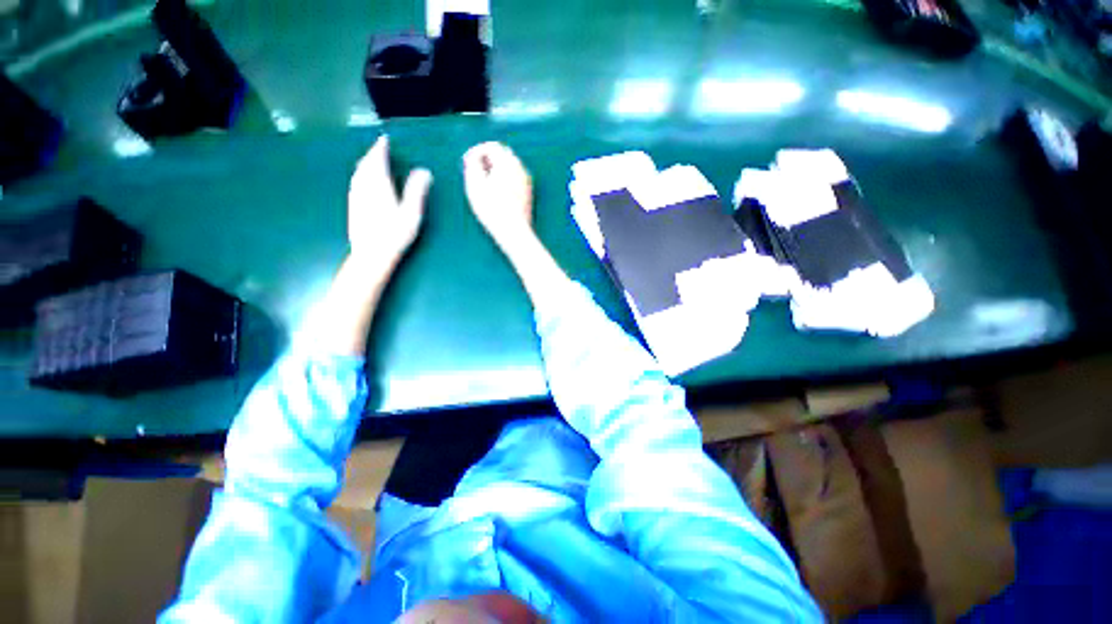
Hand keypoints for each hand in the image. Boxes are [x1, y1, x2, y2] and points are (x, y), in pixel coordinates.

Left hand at [348, 136, 432, 260]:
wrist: (371, 253)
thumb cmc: (395, 234)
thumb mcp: (411, 213)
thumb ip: (416, 190)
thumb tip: (424, 171)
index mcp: (379, 185)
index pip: (378, 160)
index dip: (381, 148)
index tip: (384, 140)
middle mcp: (364, 187)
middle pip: (365, 164)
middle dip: (372, 154)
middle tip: (379, 148)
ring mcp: (356, 196)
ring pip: (358, 173)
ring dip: (365, 163)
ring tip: (372, 160)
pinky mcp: (352, 205)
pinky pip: (355, 182)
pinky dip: (360, 174)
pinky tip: (363, 180)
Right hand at [463, 142, 533, 248]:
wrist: (514, 233)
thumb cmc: (492, 209)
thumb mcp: (475, 185)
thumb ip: (472, 165)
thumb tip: (474, 157)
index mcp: (508, 163)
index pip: (492, 146)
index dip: (477, 152)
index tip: (467, 162)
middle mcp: (520, 169)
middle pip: (503, 155)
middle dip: (487, 159)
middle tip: (474, 170)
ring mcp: (526, 182)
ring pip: (509, 167)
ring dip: (496, 169)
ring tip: (483, 183)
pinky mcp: (528, 194)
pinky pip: (514, 179)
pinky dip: (504, 180)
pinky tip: (495, 193)